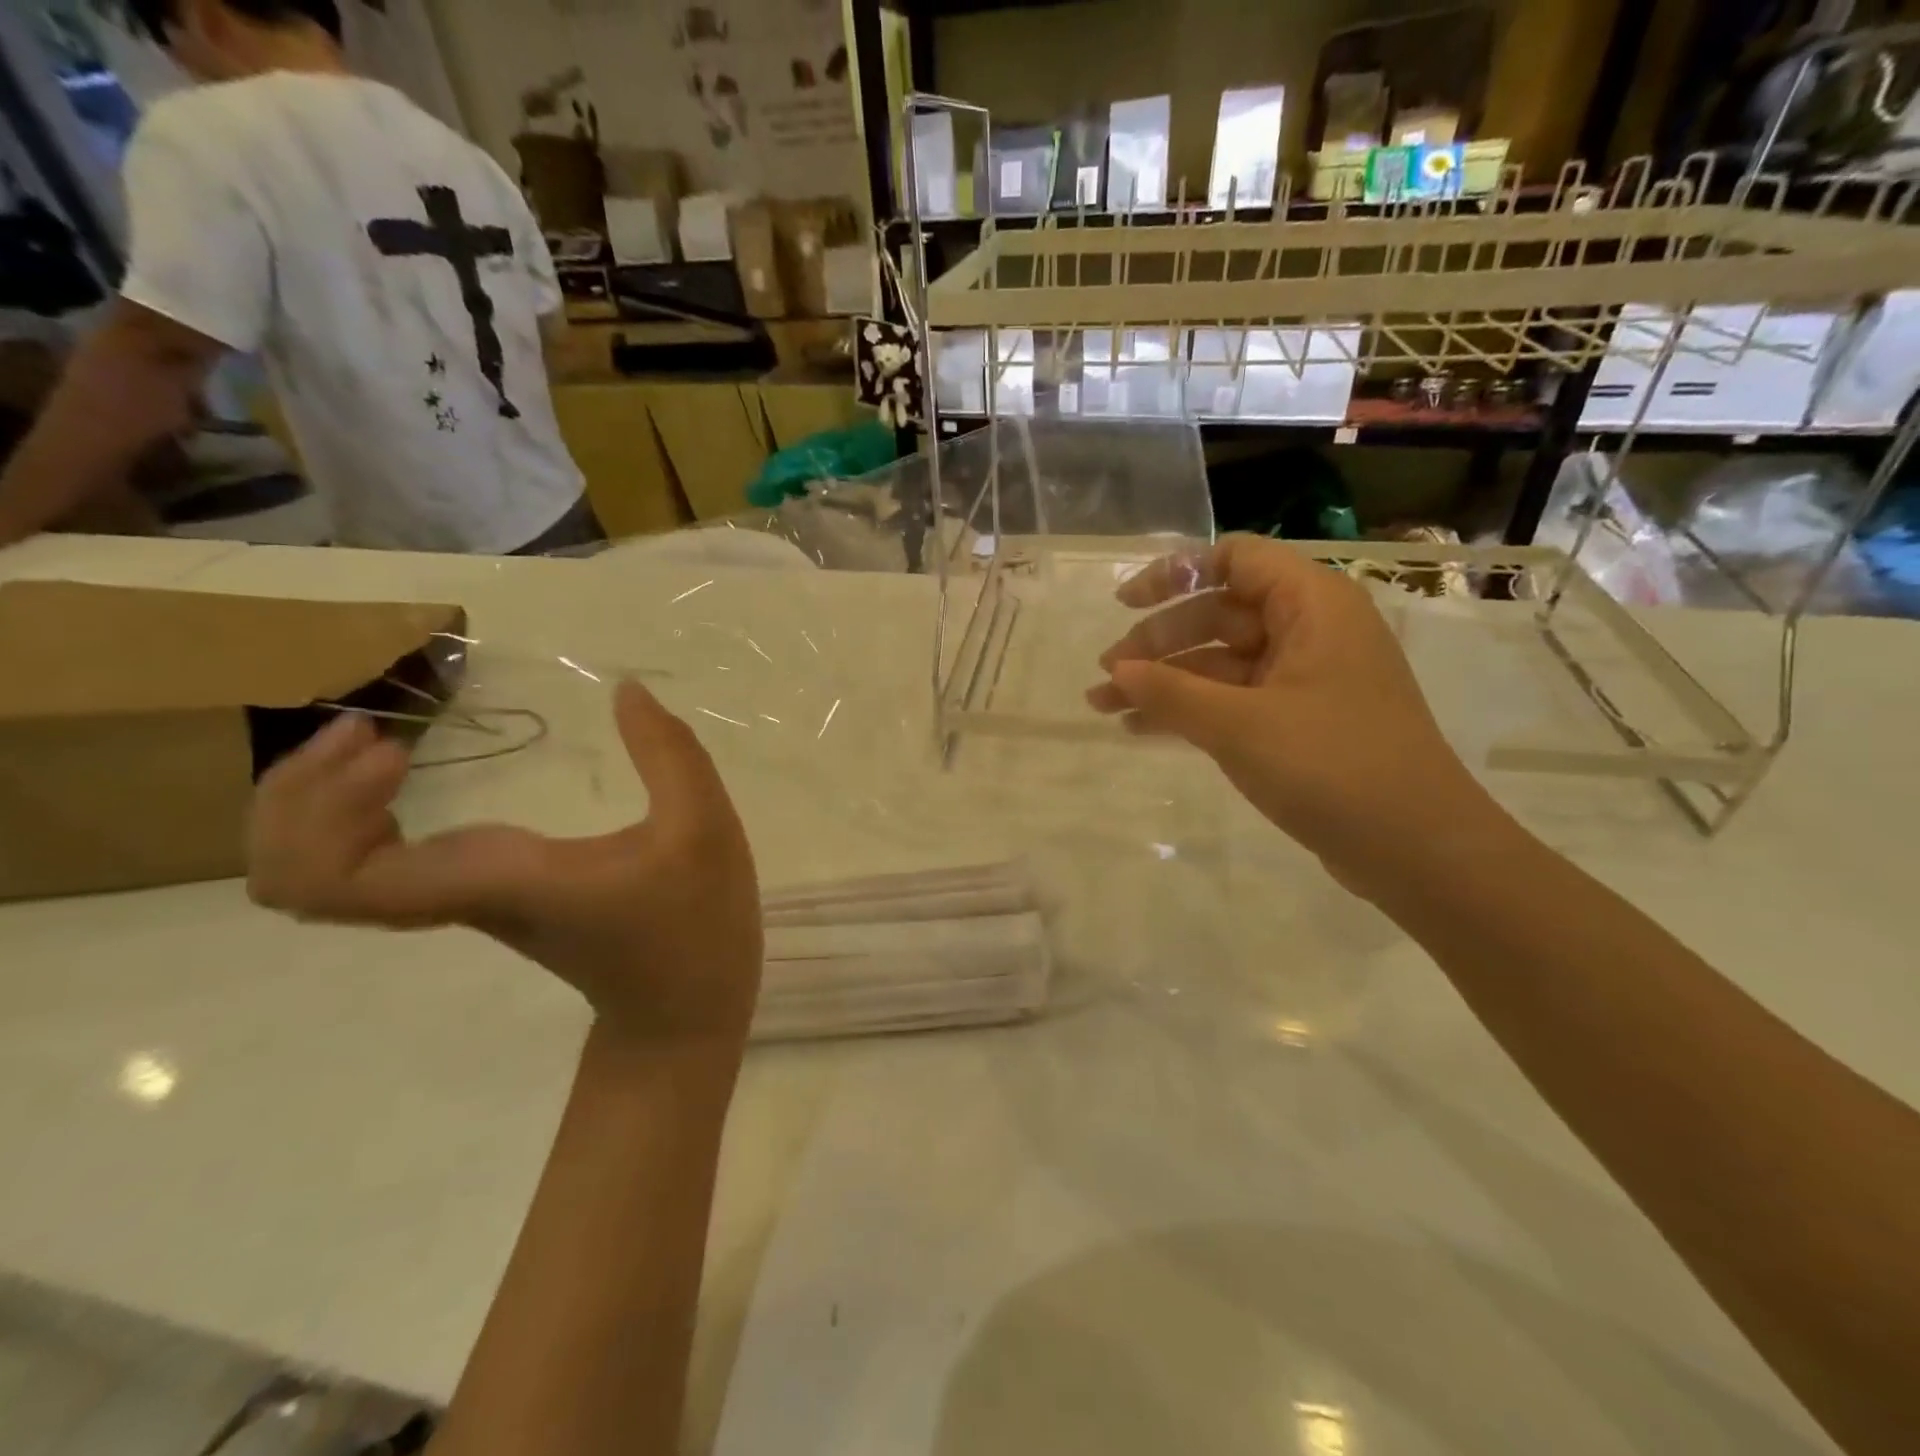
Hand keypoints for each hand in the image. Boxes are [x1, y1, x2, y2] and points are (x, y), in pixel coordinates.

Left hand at [247, 681, 762, 1055]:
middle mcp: (454, 894)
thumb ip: (669, 753)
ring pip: (316, 875)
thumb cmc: (693, 925)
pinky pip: (364, 867)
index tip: (396, 748)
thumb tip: (625, 689)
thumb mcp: (703, 829)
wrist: (682, 1009)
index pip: (335, 877)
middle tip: (373, 733)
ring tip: (377, 744)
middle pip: (294, 875)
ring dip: (314, 805)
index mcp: (493, 882)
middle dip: (297, 795)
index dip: (326, 805)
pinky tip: (398, 775)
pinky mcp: (473, 893)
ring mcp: (457, 898)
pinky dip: (351, 819)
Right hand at [1088, 535, 1494, 896]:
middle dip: (1158, 642)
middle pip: (1218, 614)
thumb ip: (1171, 692)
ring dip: (1165, 682)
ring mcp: (1305, 679)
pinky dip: (1190, 710)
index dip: (1173, 574)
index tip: (1124, 605)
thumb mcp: (1239, 725)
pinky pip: (1233, 700)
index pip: (1234, 559)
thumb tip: (1116, 671)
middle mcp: (1310, 631)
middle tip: (1107, 677)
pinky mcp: (1299, 722)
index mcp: (1311, 604)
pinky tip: (1142, 729)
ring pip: (1220, 663)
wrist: (1417, 849)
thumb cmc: (1331, 766)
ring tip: (1105, 707)